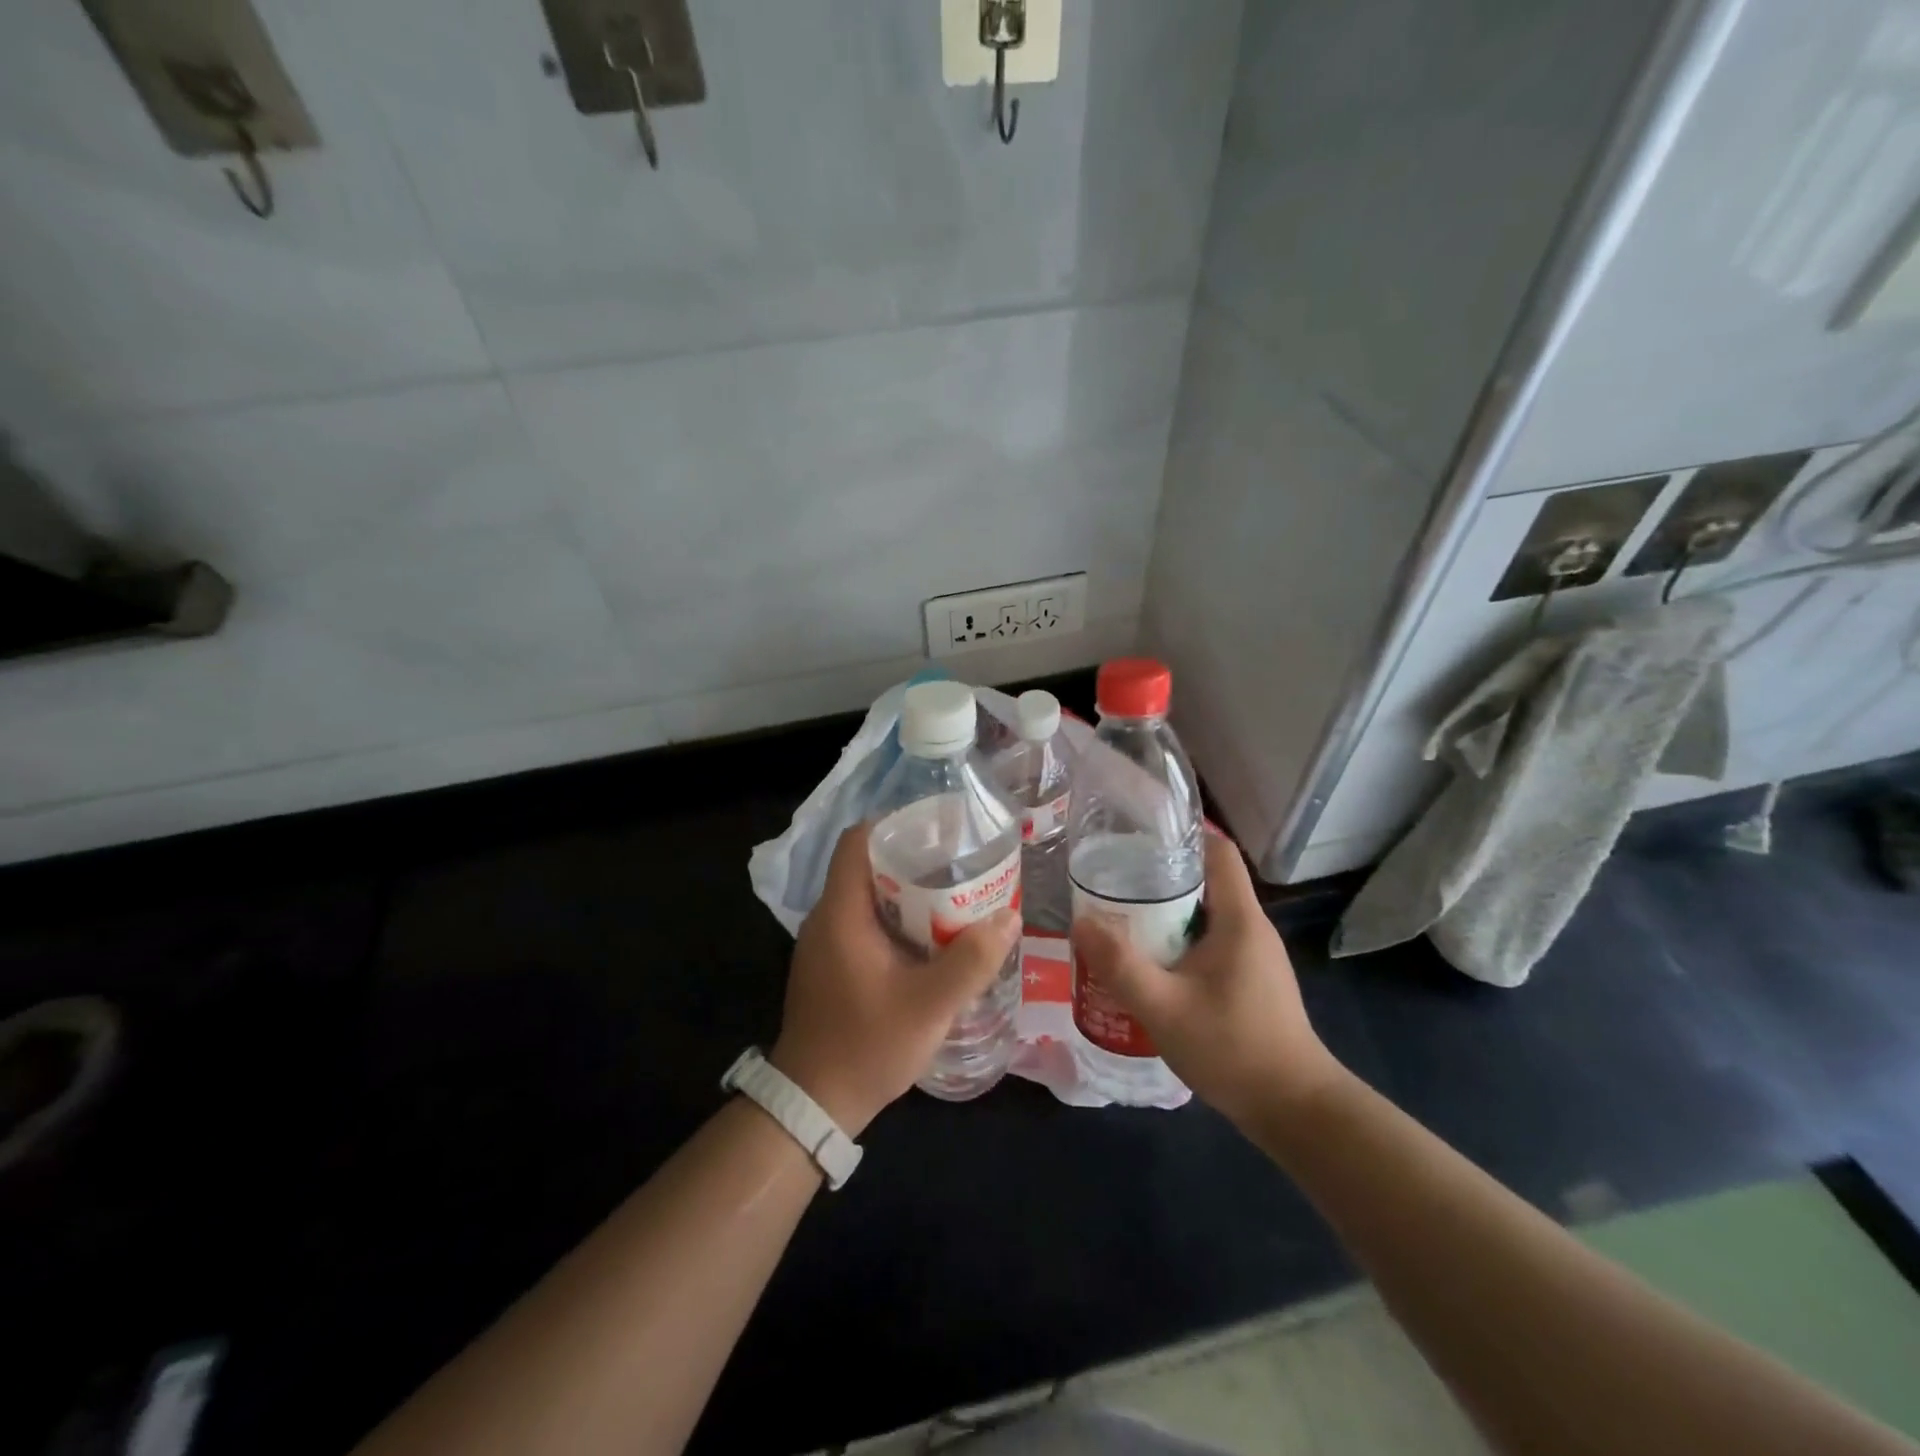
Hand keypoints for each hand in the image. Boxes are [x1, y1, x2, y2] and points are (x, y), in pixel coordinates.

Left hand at [770, 823, 1020, 1136]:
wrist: (813, 1104)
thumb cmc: (866, 1046)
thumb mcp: (929, 1006)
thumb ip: (971, 961)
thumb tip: (1009, 917)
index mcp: (841, 912)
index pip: (858, 841)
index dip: (896, 825)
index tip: (939, 831)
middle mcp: (827, 918)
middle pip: (867, 865)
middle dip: (914, 860)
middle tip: (961, 865)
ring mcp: (825, 943)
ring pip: (868, 896)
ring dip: (908, 893)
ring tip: (954, 896)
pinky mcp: (831, 964)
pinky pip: (865, 923)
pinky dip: (897, 920)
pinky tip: (931, 939)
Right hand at [1070, 832, 1343, 1127]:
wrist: (1293, 1110)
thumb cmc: (1233, 1048)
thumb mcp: (1165, 1007)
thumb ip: (1120, 965)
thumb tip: (1080, 922)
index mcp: (1239, 918)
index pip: (1217, 851)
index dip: (1180, 834)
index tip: (1136, 835)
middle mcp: (1250, 927)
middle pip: (1204, 880)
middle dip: (1157, 875)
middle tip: (1111, 879)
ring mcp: (1252, 956)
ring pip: (1203, 914)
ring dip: (1164, 912)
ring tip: (1119, 916)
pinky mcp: (1247, 980)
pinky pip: (1208, 943)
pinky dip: (1176, 941)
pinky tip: (1146, 961)